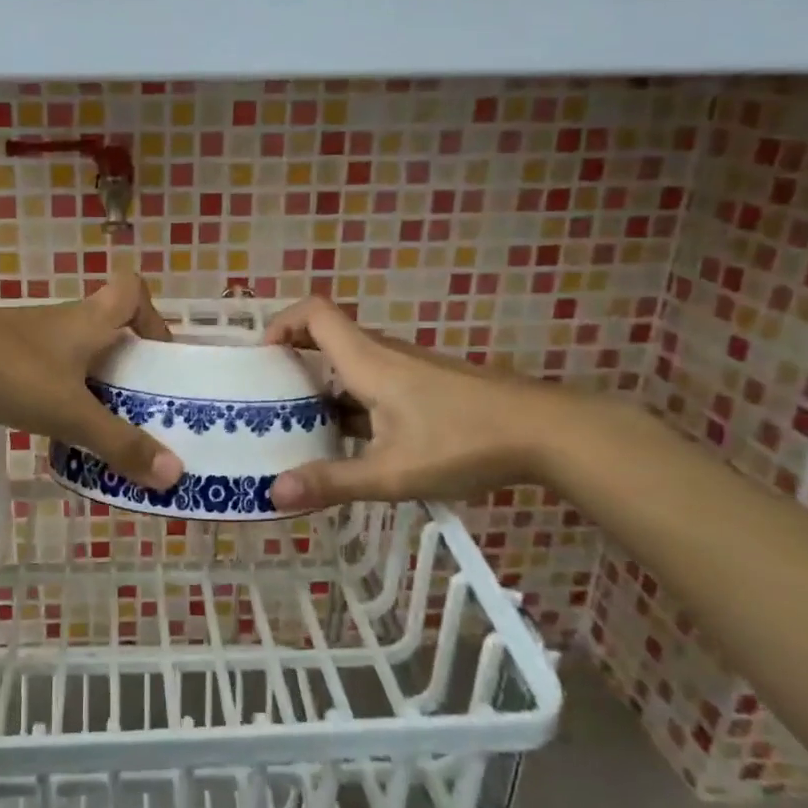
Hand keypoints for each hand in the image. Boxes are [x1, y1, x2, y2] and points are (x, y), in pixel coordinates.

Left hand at [0, 273, 182, 490]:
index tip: (156, 356)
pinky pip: (39, 366)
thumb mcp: (71, 414)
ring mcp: (23, 334)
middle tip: (134, 405)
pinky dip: (52, 389)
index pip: (132, 290)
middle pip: (105, 326)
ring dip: (87, 380)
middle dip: (124, 363)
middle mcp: (59, 320)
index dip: (152, 316)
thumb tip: (174, 474)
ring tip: (93, 424)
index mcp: (87, 320)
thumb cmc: (10, 373)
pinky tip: (44, 422)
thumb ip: (120, 444)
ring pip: (70, 350)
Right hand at [262, 297, 570, 510]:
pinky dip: (351, 403)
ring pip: (351, 366)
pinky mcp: (427, 387)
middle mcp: (384, 356)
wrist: (547, 433)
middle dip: (292, 362)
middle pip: (327, 338)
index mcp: (368, 361)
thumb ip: (333, 482)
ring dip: (321, 387)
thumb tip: (274, 493)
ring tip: (299, 427)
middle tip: (266, 400)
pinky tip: (352, 446)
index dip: (280, 323)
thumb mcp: (392, 472)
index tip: (260, 358)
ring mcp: (409, 370)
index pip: (314, 313)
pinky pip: (374, 384)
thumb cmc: (464, 442)